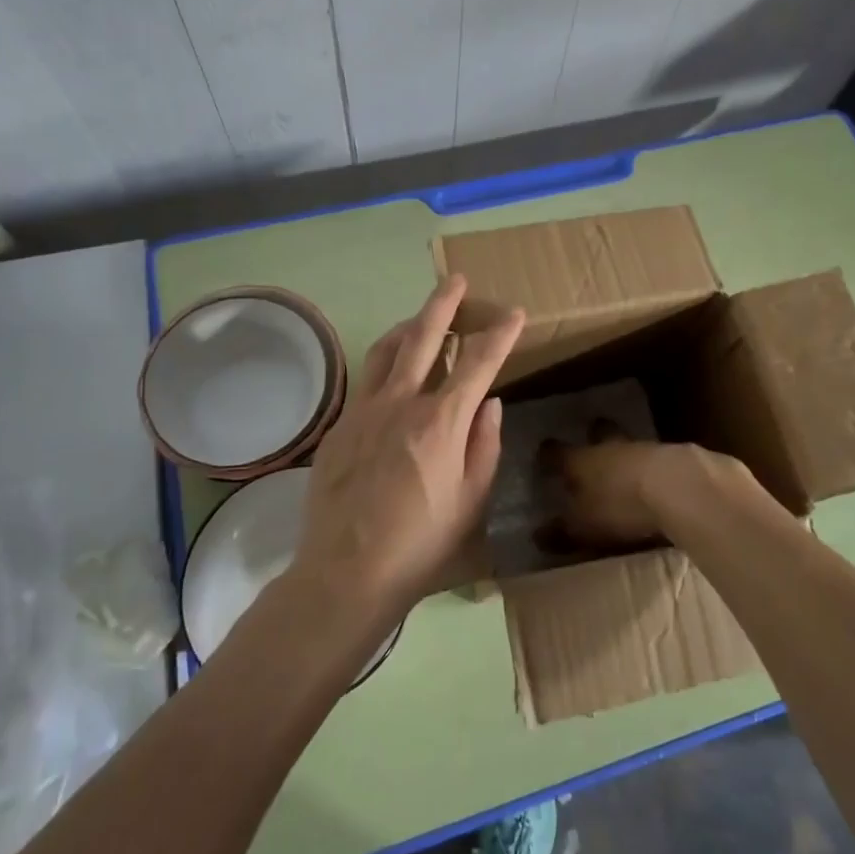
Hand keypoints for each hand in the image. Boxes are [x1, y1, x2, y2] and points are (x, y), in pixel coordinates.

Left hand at [294, 276, 523, 619]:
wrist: (346, 572)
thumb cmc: (421, 544)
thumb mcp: (471, 501)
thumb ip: (484, 445)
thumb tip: (489, 403)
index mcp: (441, 421)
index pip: (478, 362)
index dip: (500, 333)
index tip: (515, 313)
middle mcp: (401, 402)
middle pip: (424, 335)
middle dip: (444, 303)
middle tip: (456, 280)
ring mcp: (364, 410)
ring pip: (387, 349)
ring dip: (408, 326)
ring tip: (421, 318)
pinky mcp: (340, 425)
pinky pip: (366, 380)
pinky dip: (385, 364)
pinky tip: (391, 376)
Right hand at [544, 429, 748, 547]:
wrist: (678, 488)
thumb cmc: (619, 506)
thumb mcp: (584, 527)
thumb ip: (562, 532)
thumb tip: (537, 536)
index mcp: (580, 461)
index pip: (558, 453)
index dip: (549, 454)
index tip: (544, 451)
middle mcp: (609, 448)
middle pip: (599, 435)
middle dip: (594, 435)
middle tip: (591, 435)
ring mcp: (644, 449)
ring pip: (628, 445)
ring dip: (625, 452)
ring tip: (624, 464)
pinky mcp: (675, 458)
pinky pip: (656, 460)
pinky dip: (652, 469)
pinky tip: (655, 480)